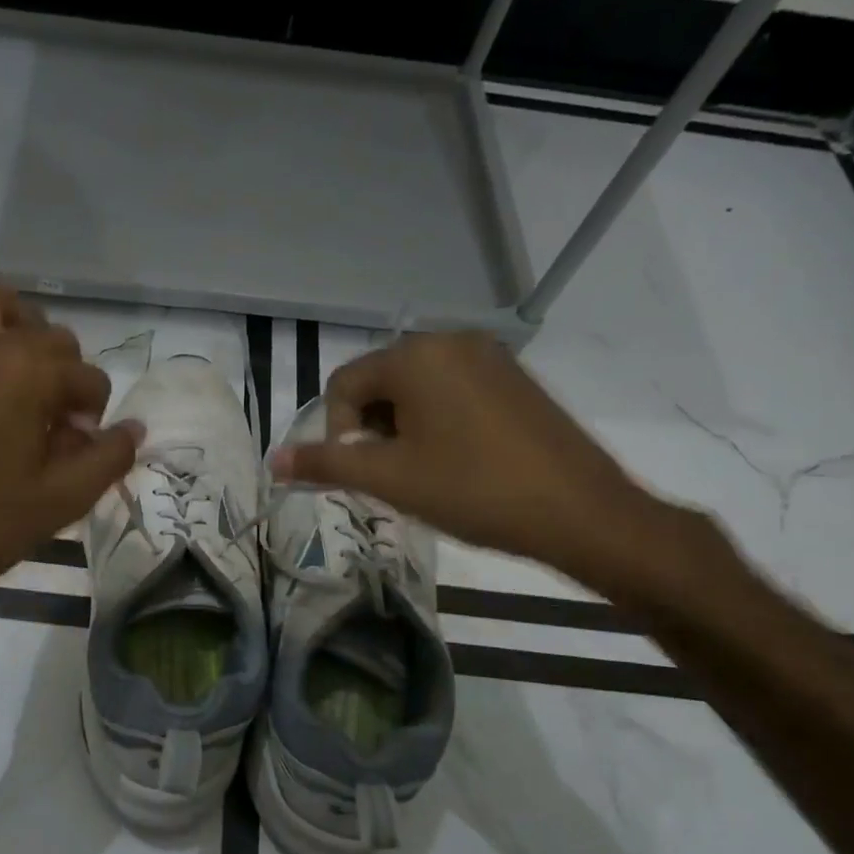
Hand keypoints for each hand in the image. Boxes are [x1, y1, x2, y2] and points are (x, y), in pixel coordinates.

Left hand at [0, 287, 140, 646]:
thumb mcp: (62, 500)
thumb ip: (108, 457)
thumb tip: (133, 428)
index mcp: (28, 370)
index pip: (89, 377)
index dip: (93, 415)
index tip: (75, 449)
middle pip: (52, 337)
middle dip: (64, 376)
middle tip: (51, 426)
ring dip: (21, 332)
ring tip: (21, 382)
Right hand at [269, 330, 673, 583]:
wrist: (581, 512)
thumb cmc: (474, 490)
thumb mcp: (391, 479)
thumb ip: (326, 464)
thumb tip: (272, 461)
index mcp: (416, 356)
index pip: (345, 384)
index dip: (339, 432)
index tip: (363, 474)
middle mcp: (451, 341)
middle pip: (380, 382)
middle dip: (373, 430)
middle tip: (393, 476)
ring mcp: (489, 356)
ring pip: (416, 388)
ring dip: (403, 428)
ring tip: (424, 473)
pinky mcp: (514, 377)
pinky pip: (452, 391)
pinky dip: (437, 422)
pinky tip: (457, 462)